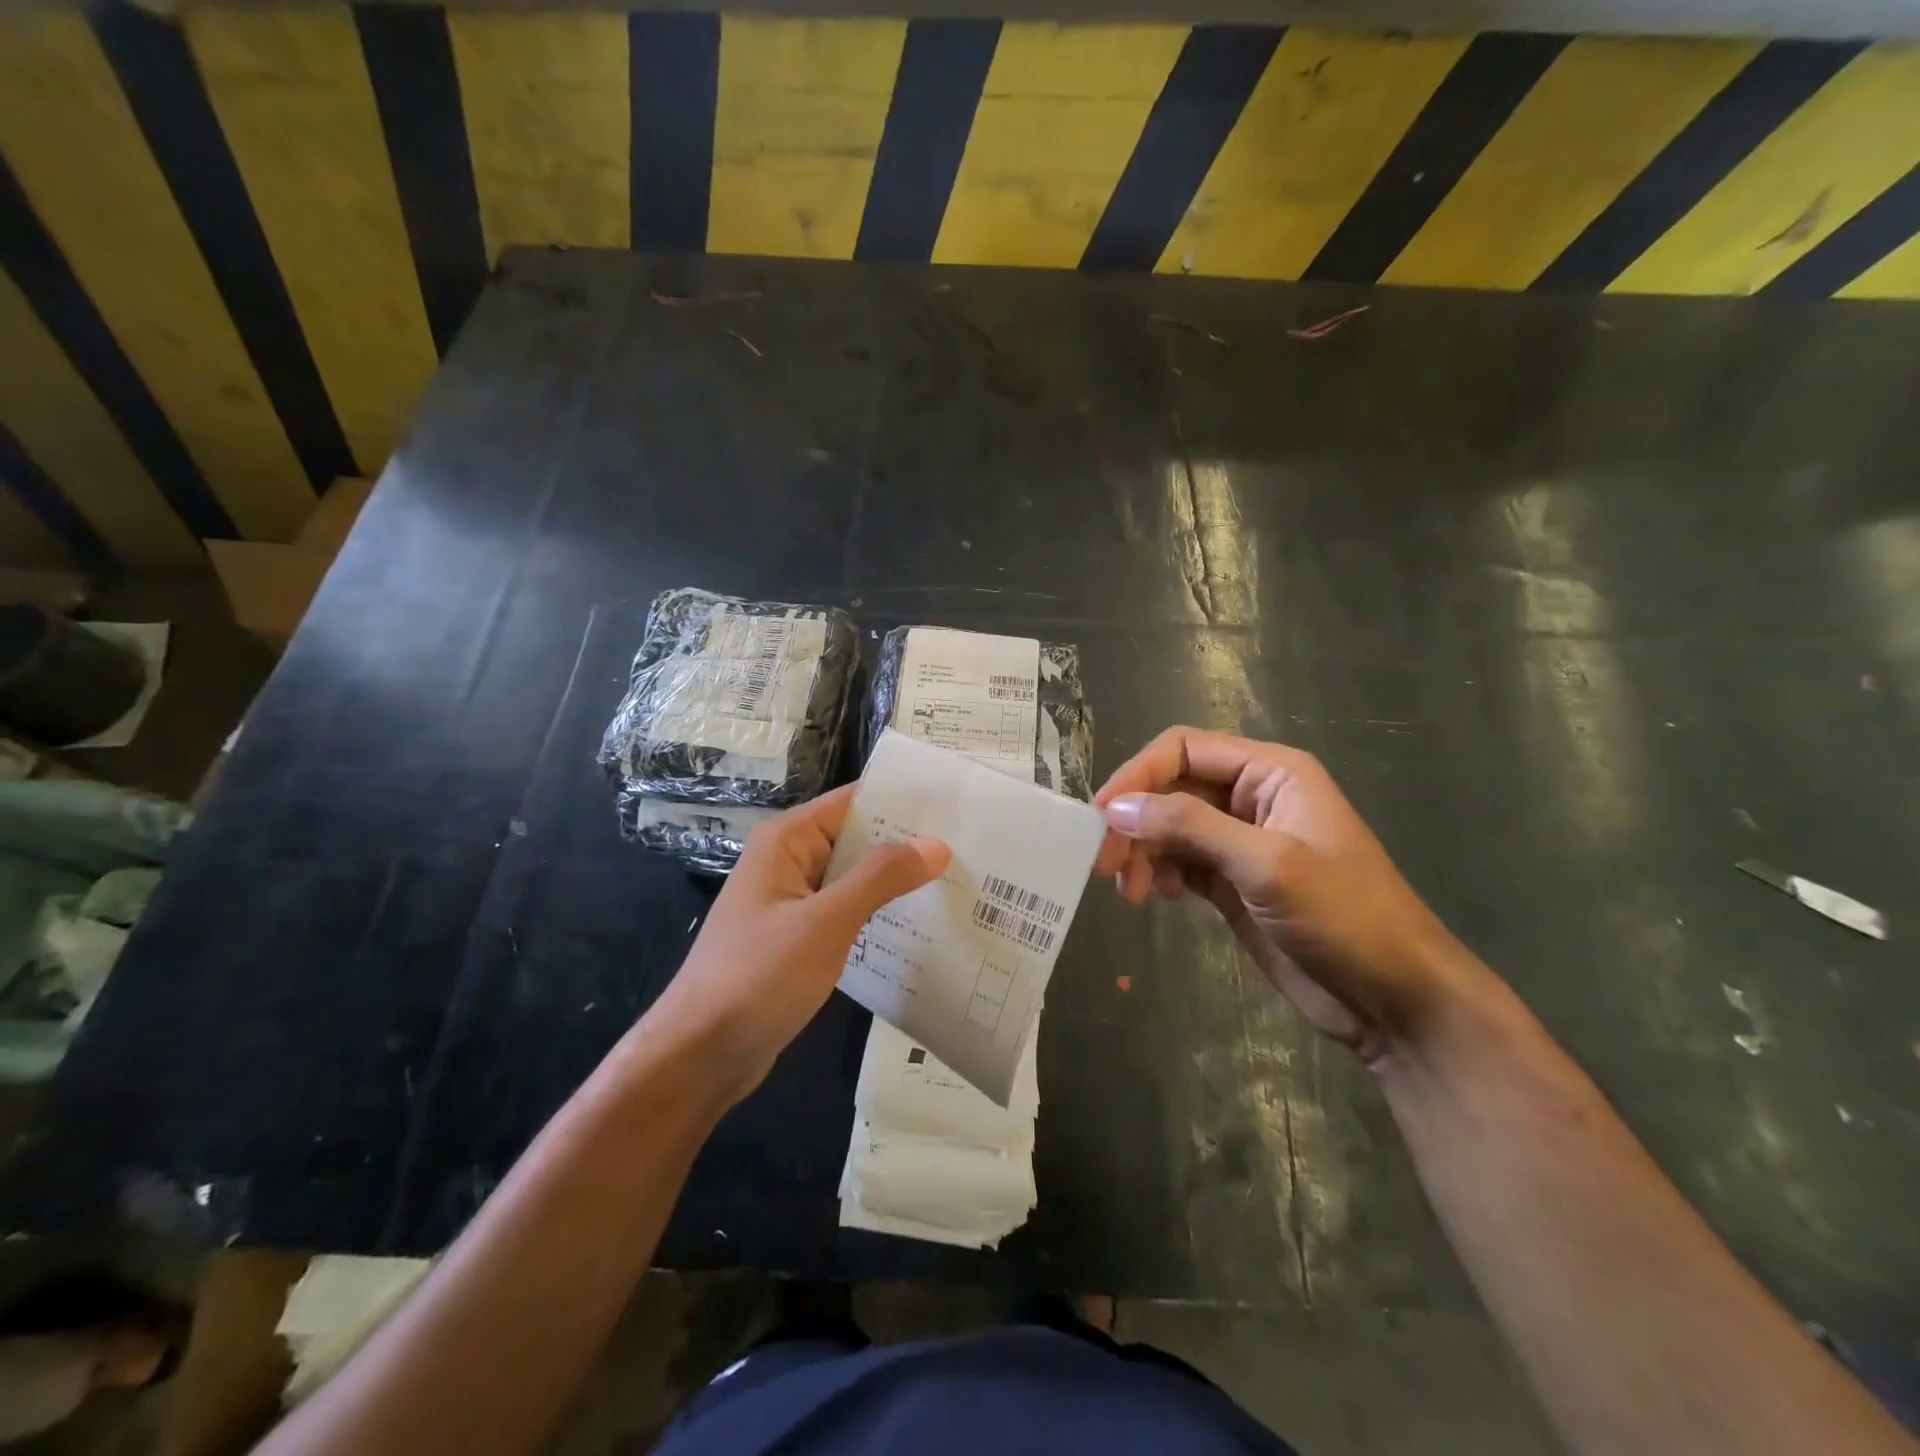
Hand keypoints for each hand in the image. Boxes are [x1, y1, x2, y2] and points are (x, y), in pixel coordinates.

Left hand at [643, 785, 948, 1102]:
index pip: (854, 802)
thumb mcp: (824, 923)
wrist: (700, 1055)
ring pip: (855, 878)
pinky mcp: (799, 938)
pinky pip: (847, 912)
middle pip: (858, 838)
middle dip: (908, 843)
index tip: (957, 805)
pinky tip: (922, 924)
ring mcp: (794, 902)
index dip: (903, 801)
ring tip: (960, 880)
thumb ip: (880, 879)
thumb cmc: (756, 977)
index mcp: (787, 841)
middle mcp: (790, 861)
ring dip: (897, 881)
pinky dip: (879, 913)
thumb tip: (936, 844)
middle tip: (972, 847)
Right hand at [1095, 727, 1466, 1062]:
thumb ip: (1190, 827)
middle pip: (1171, 788)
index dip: (1137, 776)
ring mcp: (1241, 840)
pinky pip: (1181, 860)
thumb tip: (1117, 808)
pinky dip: (1161, 873)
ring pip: (1169, 826)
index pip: (1182, 750)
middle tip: (1107, 867)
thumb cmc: (1344, 917)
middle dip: (1135, 822)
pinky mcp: (1233, 880)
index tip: (1100, 818)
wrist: (1395, 997)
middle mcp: (1251, 796)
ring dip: (1143, 852)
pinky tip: (1162, 899)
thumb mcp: (1266, 863)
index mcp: (1270, 772)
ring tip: (1134, 895)